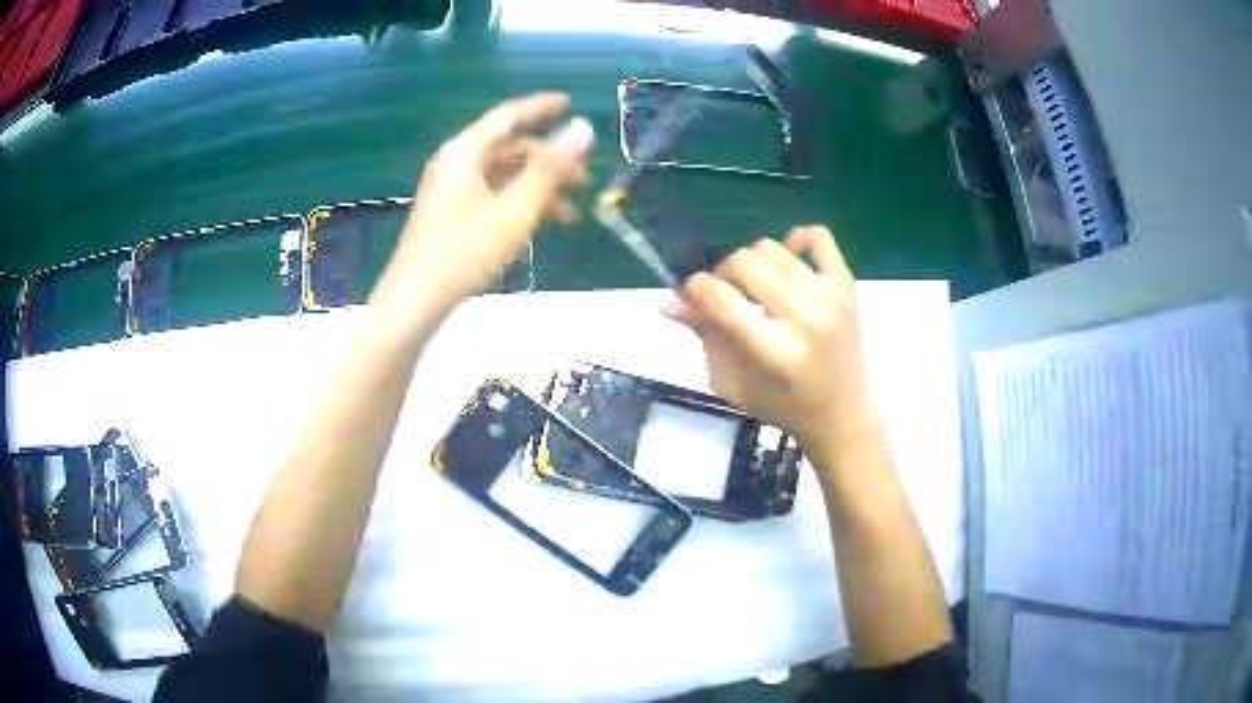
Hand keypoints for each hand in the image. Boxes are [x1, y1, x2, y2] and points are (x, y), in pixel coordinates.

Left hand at [373, 93, 593, 313]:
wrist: (414, 302)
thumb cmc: (464, 253)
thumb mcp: (515, 211)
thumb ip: (551, 169)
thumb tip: (584, 128)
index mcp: (465, 152)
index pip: (509, 115)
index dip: (542, 108)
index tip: (572, 103)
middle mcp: (456, 163)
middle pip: (509, 148)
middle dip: (548, 160)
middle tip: (583, 180)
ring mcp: (451, 189)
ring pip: (503, 175)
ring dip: (537, 187)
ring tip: (569, 214)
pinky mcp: (450, 213)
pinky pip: (491, 195)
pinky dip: (518, 203)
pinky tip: (540, 226)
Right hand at [665, 226, 879, 453]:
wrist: (841, 414)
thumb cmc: (782, 405)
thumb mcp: (732, 383)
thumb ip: (704, 337)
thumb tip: (670, 302)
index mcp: (772, 352)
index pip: (720, 298)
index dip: (695, 288)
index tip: (692, 295)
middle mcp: (804, 319)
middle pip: (744, 262)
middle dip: (723, 274)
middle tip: (729, 296)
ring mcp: (830, 298)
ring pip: (772, 248)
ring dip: (754, 263)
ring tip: (758, 289)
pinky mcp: (847, 285)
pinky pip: (818, 236)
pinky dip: (797, 238)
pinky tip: (789, 260)